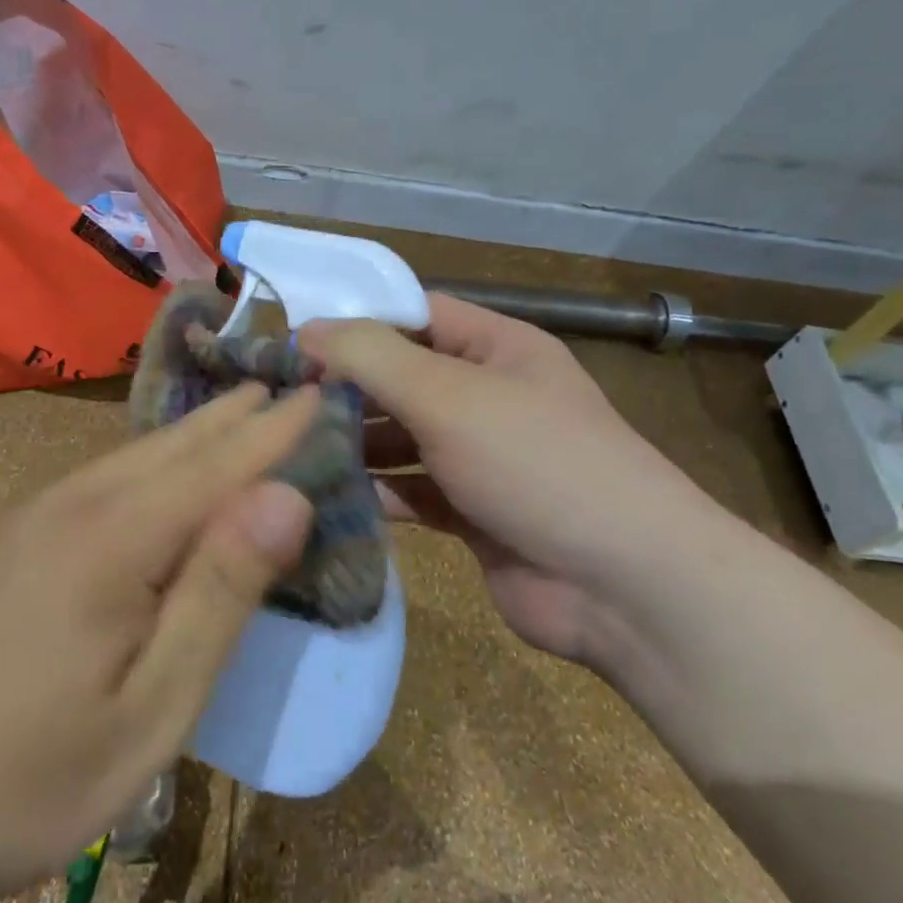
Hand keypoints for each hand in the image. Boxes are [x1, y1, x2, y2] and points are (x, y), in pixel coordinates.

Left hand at [0, 383, 317, 902]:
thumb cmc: (26, 777)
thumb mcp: (152, 708)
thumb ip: (221, 593)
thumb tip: (287, 496)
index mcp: (115, 537)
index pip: (218, 463)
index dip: (275, 430)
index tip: (320, 393)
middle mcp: (73, 504)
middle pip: (175, 444)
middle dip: (238, 416)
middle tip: (287, 386)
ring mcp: (34, 518)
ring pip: (136, 455)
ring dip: (197, 432)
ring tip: (242, 411)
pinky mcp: (13, 540)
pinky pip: (105, 477)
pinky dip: (157, 460)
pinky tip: (166, 469)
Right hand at [301, 296, 721, 669]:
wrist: (624, 588)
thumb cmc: (537, 464)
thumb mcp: (450, 396)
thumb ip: (374, 357)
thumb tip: (307, 329)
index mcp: (496, 348)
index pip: (414, 315)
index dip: (354, 322)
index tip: (290, 341)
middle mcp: (487, 395)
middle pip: (402, 377)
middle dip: (345, 387)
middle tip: (278, 402)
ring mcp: (480, 456)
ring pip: (402, 437)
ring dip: (354, 442)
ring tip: (290, 448)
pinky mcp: (471, 512)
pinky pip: (411, 490)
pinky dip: (375, 491)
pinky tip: (329, 496)